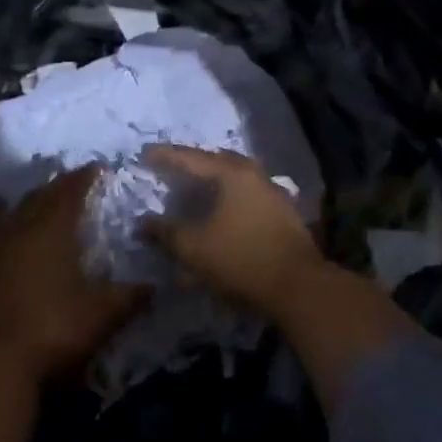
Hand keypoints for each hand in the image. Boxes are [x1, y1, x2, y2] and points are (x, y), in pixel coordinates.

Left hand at [0, 167, 148, 383]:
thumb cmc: (57, 330)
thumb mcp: (105, 314)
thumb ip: (130, 296)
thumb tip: (154, 285)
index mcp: (51, 234)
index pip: (69, 195)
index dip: (82, 179)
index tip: (95, 168)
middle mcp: (16, 236)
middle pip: (32, 203)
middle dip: (49, 190)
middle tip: (61, 184)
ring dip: (1, 210)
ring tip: (5, 200)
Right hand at [140, 144, 324, 316]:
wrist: (298, 287)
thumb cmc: (240, 260)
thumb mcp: (193, 248)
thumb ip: (165, 232)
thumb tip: (143, 222)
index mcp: (232, 174)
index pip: (191, 158)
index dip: (165, 156)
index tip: (144, 154)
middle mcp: (255, 176)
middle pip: (218, 162)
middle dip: (193, 164)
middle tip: (172, 168)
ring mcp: (274, 194)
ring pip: (236, 179)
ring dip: (213, 182)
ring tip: (195, 190)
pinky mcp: (283, 215)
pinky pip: (248, 196)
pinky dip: (229, 199)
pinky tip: (221, 213)